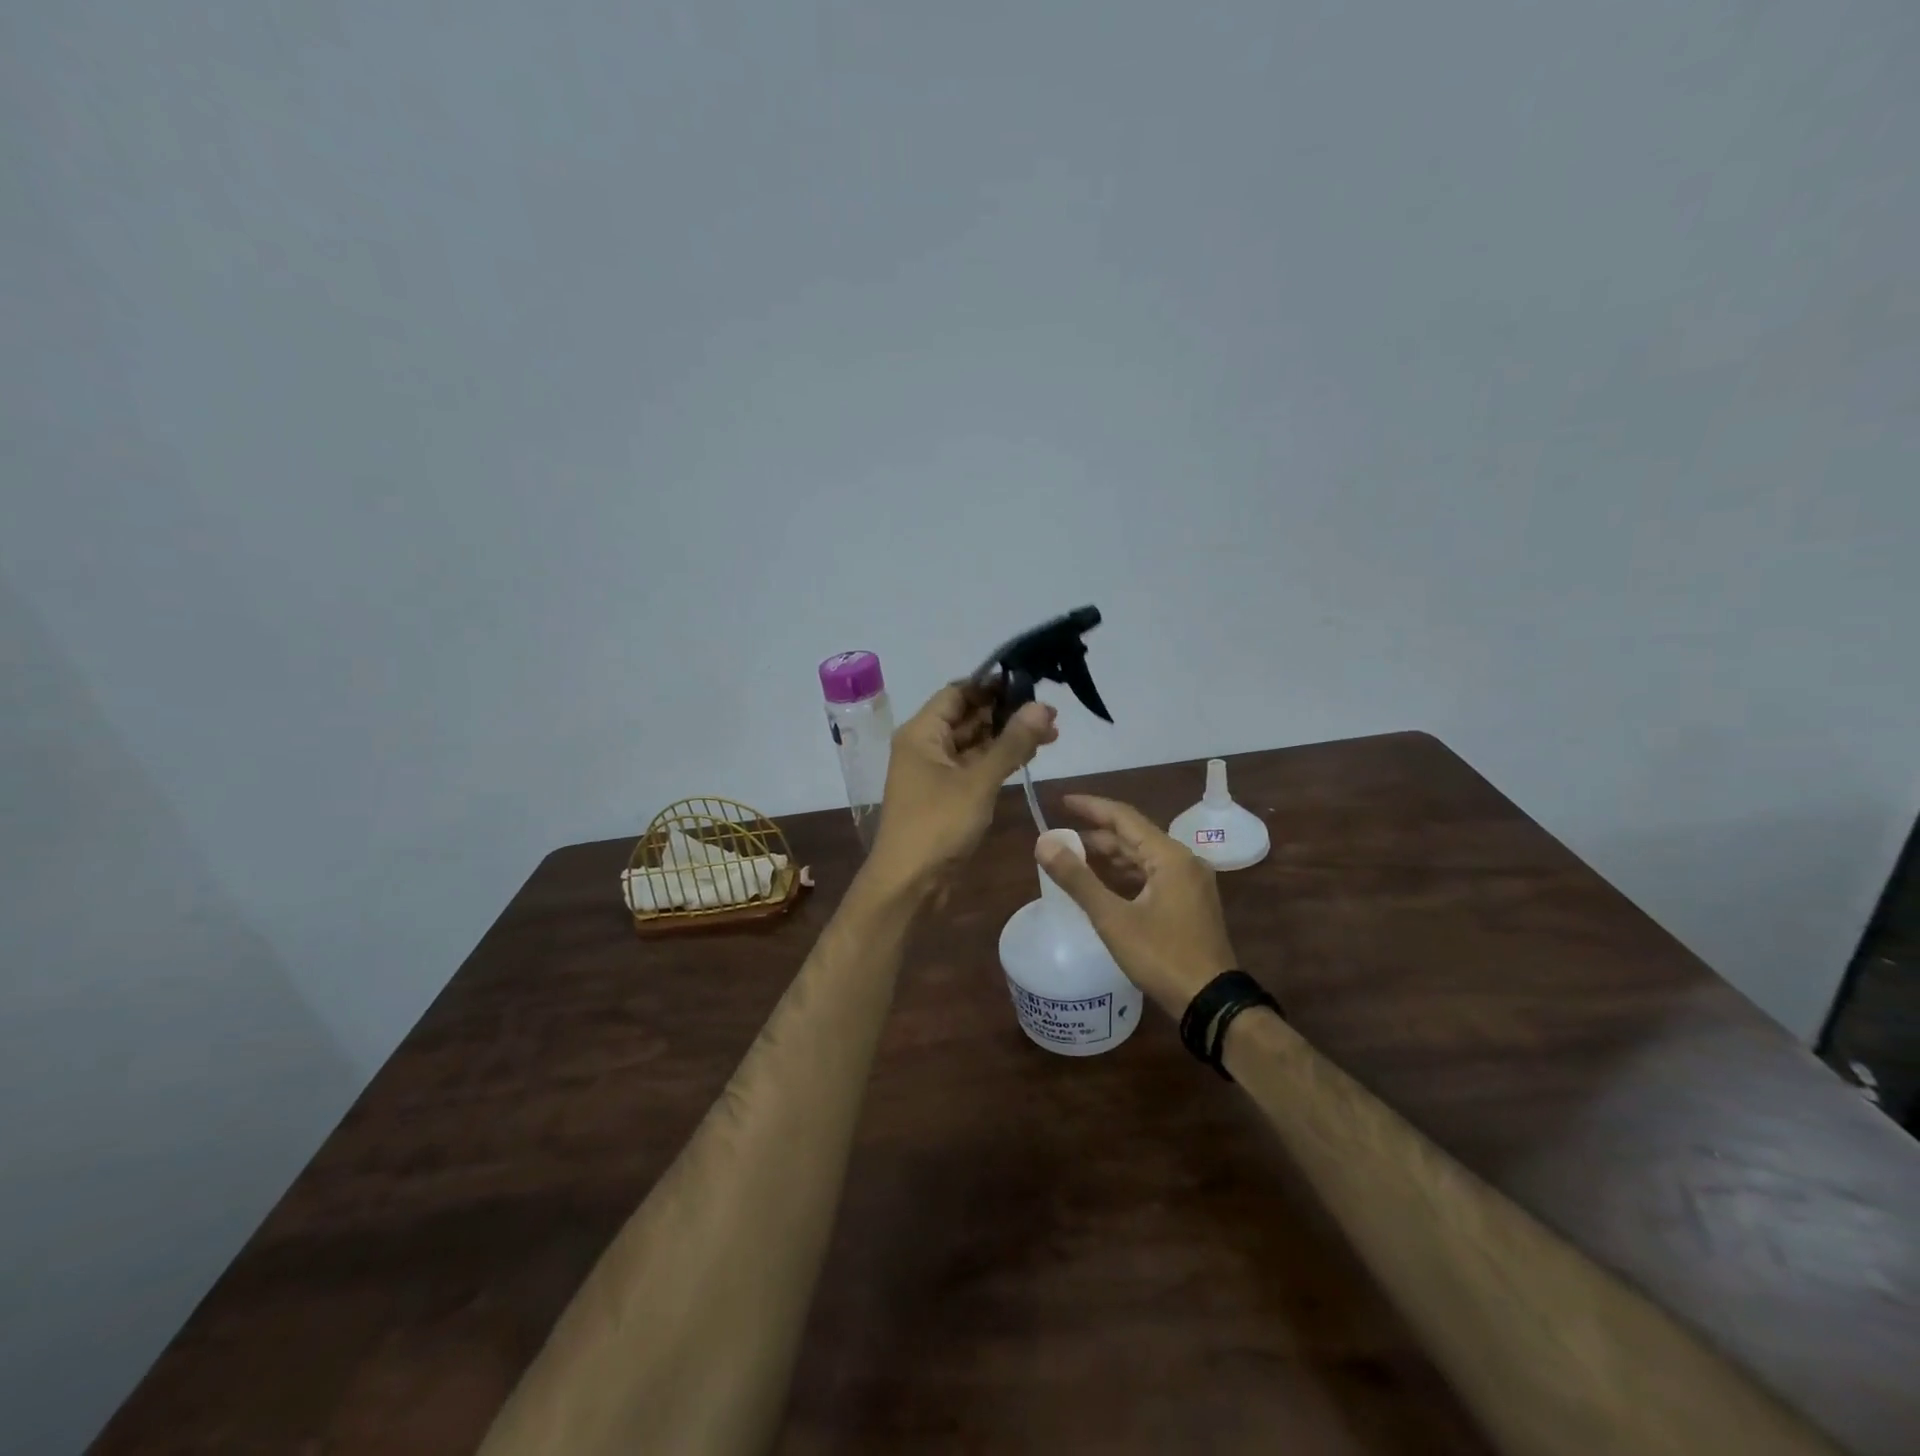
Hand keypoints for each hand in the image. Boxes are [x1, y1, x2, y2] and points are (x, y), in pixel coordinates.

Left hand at [865, 683, 1058, 899]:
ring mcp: (935, 772)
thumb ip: (1012, 743)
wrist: (909, 885)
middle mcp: (925, 746)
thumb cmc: (937, 825)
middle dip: (1006, 712)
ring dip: (1006, 737)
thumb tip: (1043, 706)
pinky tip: (1029, 756)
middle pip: (967, 716)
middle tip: (1050, 713)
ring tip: (1051, 732)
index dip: (992, 685)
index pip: (958, 692)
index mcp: (921, 733)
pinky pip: (974, 767)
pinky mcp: (946, 795)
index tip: (1030, 682)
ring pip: (974, 743)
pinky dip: (998, 760)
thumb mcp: (978, 781)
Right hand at [1036, 795, 1237, 1016]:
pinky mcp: (1190, 902)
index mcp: (1170, 856)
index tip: (1062, 801)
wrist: (1210, 1001)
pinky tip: (1105, 883)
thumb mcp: (1113, 918)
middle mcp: (1184, 861)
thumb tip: (1044, 843)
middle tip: (1061, 836)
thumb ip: (1077, 878)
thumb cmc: (1161, 956)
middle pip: (1134, 836)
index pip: (1124, 817)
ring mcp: (1191, 882)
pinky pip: (1153, 875)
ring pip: (1143, 857)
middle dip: (1097, 834)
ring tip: (1076, 858)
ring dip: (1110, 855)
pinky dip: (1126, 874)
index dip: (1090, 807)